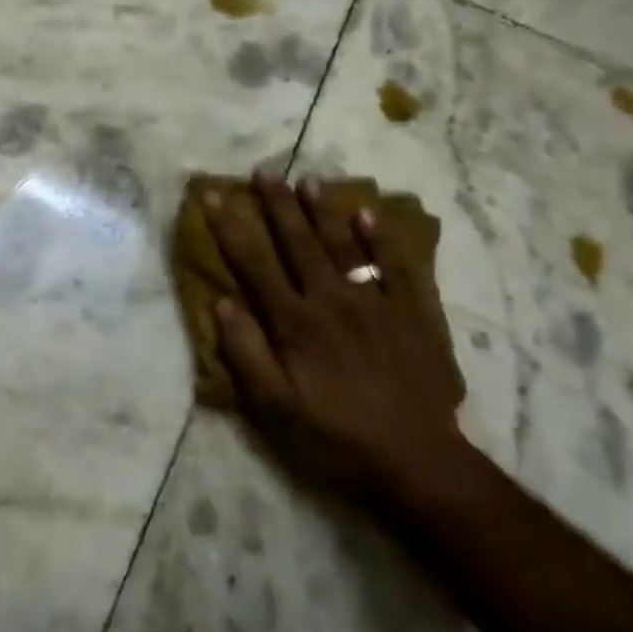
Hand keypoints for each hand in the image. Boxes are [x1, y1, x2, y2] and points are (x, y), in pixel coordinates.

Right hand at [205, 176, 466, 499]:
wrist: (417, 460)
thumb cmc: (335, 436)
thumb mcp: (274, 408)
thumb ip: (246, 353)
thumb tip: (222, 304)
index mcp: (295, 322)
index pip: (254, 264)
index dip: (231, 228)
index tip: (215, 196)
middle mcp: (331, 300)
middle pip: (298, 243)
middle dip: (278, 205)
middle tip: (265, 171)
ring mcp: (375, 302)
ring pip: (343, 245)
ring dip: (323, 211)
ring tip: (308, 181)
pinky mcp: (411, 313)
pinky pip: (396, 266)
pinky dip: (381, 238)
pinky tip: (368, 214)